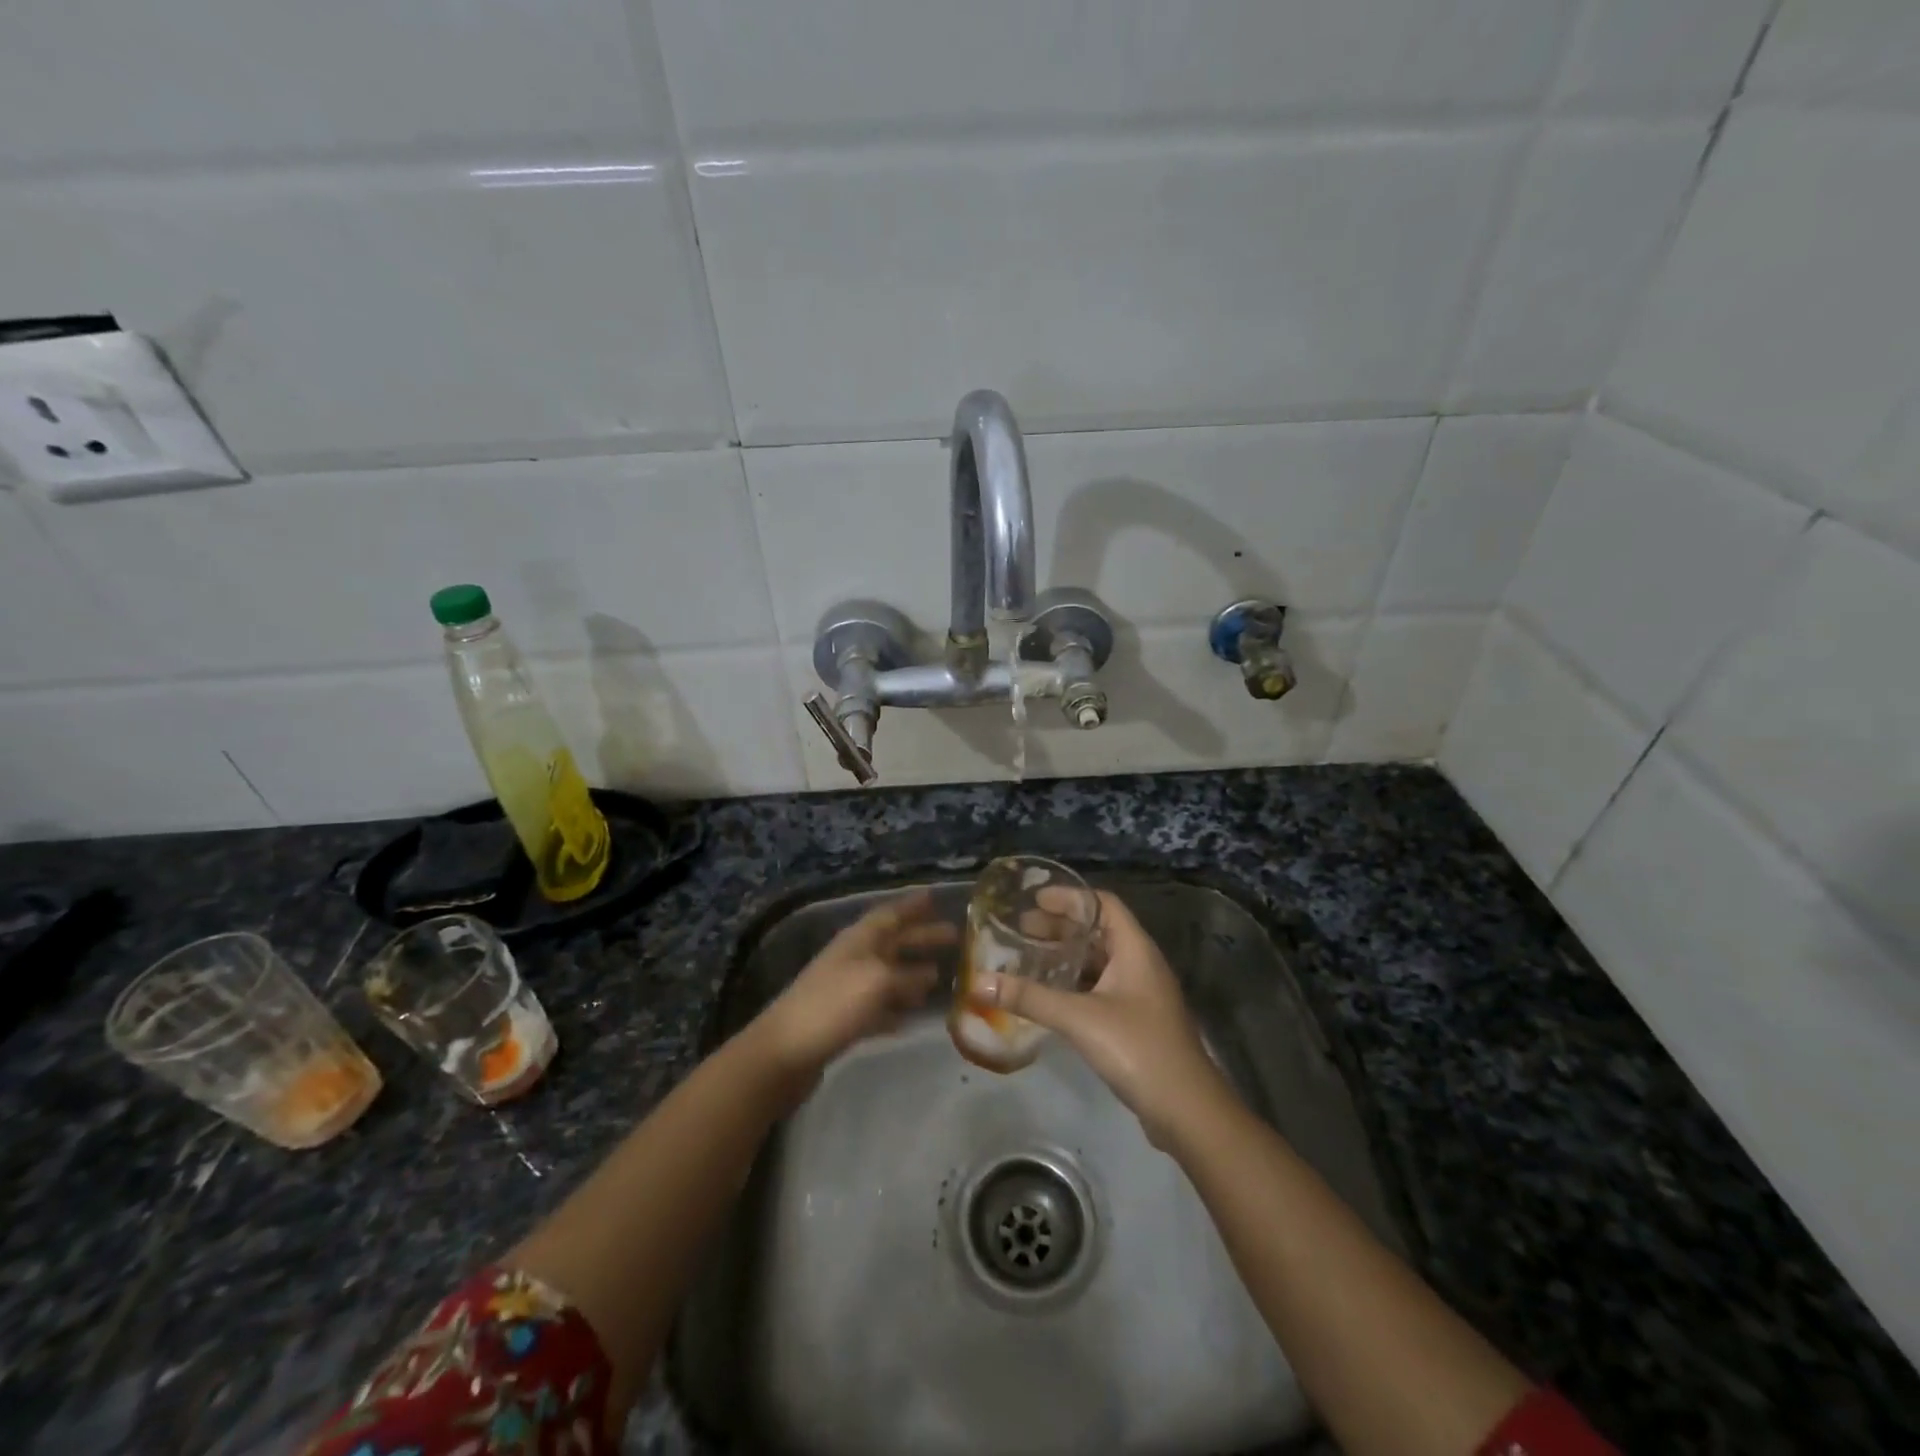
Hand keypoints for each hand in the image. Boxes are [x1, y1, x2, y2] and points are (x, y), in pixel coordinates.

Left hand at [748, 890, 954, 1088]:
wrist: (785, 1052)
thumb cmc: (833, 1005)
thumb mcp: (878, 982)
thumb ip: (907, 976)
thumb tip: (930, 974)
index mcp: (859, 940)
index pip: (890, 914)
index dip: (912, 905)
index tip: (935, 897)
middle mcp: (853, 958)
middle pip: (892, 942)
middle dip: (921, 937)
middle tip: (954, 936)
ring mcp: (846, 990)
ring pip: (887, 974)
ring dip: (911, 974)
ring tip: (940, 976)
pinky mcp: (843, 1020)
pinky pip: (878, 1006)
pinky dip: (896, 1007)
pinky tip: (911, 1016)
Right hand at [975, 889, 1232, 1147]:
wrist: (1187, 1110)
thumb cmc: (1137, 1048)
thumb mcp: (1079, 1018)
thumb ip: (1030, 998)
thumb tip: (979, 983)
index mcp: (1136, 949)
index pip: (1103, 903)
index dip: (1070, 897)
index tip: (1033, 900)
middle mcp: (1141, 963)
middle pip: (1099, 931)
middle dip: (1061, 927)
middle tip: (1021, 929)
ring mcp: (1141, 993)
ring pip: (1100, 960)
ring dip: (1067, 955)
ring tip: (1030, 958)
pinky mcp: (1137, 1020)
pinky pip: (1102, 987)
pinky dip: (1076, 982)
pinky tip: (1050, 994)